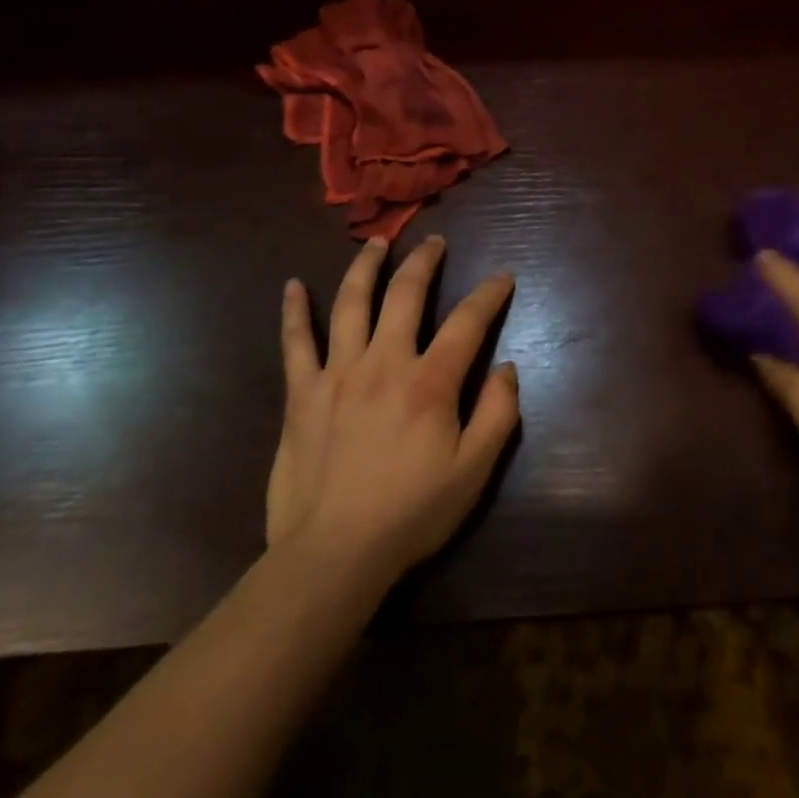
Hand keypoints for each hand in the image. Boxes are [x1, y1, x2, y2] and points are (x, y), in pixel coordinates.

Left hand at [266, 235, 519, 589]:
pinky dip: (294, 312)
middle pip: (406, 294)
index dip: (489, 294)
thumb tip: (506, 367)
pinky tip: (292, 285)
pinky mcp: (302, 394)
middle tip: (434, 242)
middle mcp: (384, 362)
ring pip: (352, 303)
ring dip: (366, 267)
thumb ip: (498, 414)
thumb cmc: (410, 514)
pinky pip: (295, 343)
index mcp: (429, 382)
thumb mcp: (473, 472)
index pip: (467, 322)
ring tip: (377, 243)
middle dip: (424, 261)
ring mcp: (338, 373)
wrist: (332, 555)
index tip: (502, 276)